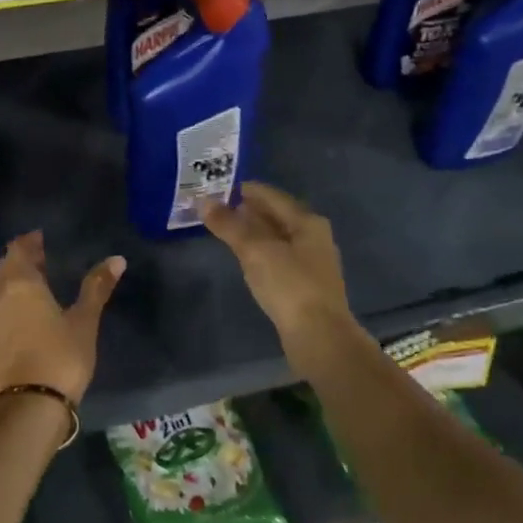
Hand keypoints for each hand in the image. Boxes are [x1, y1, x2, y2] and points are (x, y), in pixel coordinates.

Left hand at [0, 231, 125, 403]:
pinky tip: (25, 312)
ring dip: (14, 280)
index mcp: (21, 284)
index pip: (18, 250)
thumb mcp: (84, 321)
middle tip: (39, 255)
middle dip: (20, 258)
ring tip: (35, 281)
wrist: (30, 406)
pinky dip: (10, 301)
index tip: (40, 237)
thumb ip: (97, 287)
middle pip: (5, 267)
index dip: (28, 241)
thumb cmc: (61, 356)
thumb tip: (116, 259)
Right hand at [201, 183, 355, 361]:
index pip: (272, 196)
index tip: (221, 187)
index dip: (247, 190)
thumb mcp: (255, 251)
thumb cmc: (289, 285)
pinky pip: (279, 258)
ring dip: (255, 232)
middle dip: (250, 211)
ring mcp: (312, 263)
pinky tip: (247, 259)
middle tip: (219, 207)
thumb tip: (204, 202)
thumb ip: (229, 226)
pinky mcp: (305, 285)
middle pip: (277, 216)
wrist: (319, 336)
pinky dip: (261, 252)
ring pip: (278, 238)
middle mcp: (314, 237)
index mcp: (307, 222)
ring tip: (228, 230)